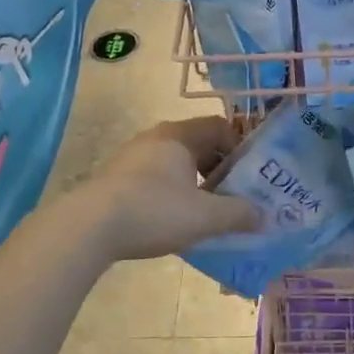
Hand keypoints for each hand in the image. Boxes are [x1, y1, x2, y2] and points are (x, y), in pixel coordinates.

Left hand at [74, 117, 261, 261]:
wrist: (89, 227)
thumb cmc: (154, 210)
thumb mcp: (205, 216)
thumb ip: (238, 214)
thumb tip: (264, 216)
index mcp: (179, 135)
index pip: (219, 126)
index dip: (239, 148)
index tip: (249, 176)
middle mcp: (156, 137)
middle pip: (198, 144)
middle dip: (219, 168)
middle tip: (232, 196)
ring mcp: (133, 156)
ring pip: (176, 162)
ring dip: (195, 181)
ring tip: (204, 211)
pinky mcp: (117, 177)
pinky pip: (155, 176)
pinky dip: (172, 191)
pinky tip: (172, 219)